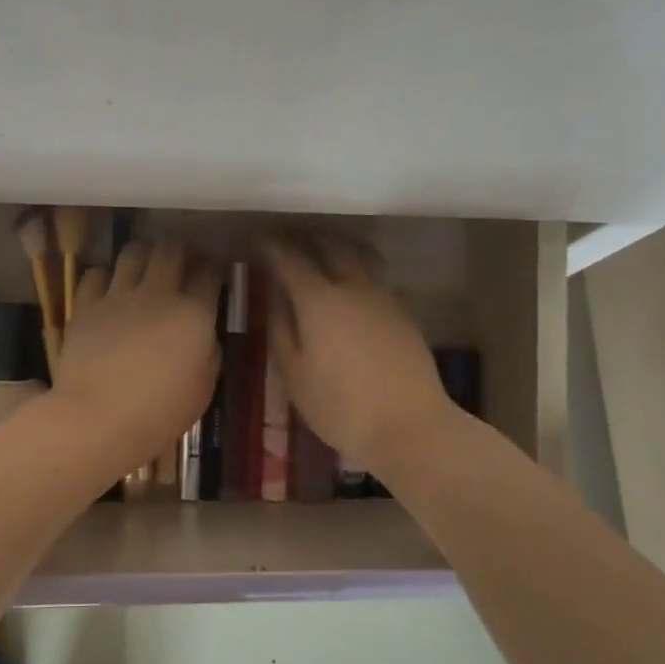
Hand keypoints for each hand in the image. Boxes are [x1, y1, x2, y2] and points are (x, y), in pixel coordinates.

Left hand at [53, 240, 222, 469]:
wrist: (99, 417)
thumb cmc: (160, 412)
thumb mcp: (203, 387)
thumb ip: (208, 351)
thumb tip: (203, 333)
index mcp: (194, 314)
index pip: (209, 273)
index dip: (212, 267)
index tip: (211, 272)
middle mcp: (158, 294)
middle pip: (170, 250)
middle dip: (178, 249)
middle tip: (179, 260)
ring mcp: (118, 296)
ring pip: (132, 253)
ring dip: (141, 254)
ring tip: (142, 265)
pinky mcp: (86, 306)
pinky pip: (94, 274)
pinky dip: (103, 276)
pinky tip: (106, 288)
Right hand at [258, 234, 463, 478]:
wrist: (410, 426)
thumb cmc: (340, 407)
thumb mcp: (294, 374)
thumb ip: (280, 330)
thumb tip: (274, 299)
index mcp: (319, 300)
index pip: (289, 258)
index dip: (269, 245)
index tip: (254, 238)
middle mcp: (353, 286)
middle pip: (329, 245)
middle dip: (304, 237)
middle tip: (286, 240)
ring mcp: (384, 296)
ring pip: (361, 252)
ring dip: (337, 244)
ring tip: (321, 250)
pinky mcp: (405, 311)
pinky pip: (379, 273)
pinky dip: (360, 265)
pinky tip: (354, 281)